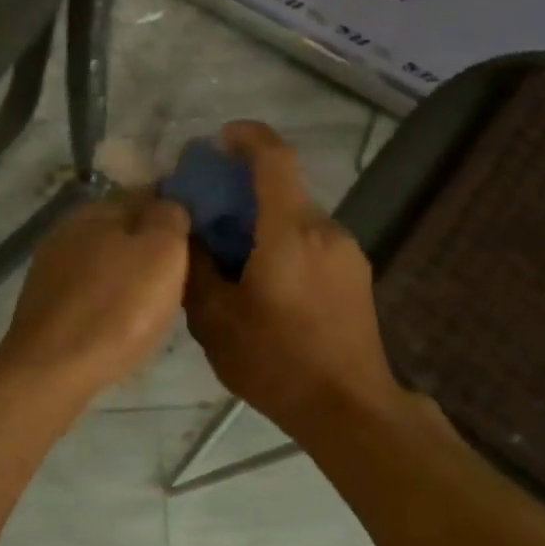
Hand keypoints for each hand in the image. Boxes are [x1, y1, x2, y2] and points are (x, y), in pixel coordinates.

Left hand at [0, 190, 190, 401]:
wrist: (52, 370)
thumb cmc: (117, 308)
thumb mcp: (163, 252)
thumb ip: (170, 216)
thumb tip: (170, 204)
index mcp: (98, 208)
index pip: (147, 194)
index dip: (176, 213)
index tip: (199, 238)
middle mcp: (68, 229)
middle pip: (123, 228)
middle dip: (151, 246)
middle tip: (183, 274)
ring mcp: (51, 267)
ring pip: (105, 261)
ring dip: (129, 275)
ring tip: (156, 302)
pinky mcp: (44, 303)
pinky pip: (89, 291)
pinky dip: (109, 300)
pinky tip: (122, 321)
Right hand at [183, 121, 404, 436]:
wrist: (349, 408)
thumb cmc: (276, 363)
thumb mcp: (215, 320)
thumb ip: (196, 268)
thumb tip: (187, 233)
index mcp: (289, 232)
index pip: (274, 158)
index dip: (247, 137)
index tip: (219, 139)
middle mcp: (324, 230)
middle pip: (282, 189)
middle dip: (244, 191)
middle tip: (209, 217)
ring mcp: (346, 251)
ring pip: (296, 218)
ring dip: (264, 222)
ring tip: (233, 259)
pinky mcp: (356, 274)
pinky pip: (312, 241)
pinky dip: (284, 243)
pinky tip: (266, 283)